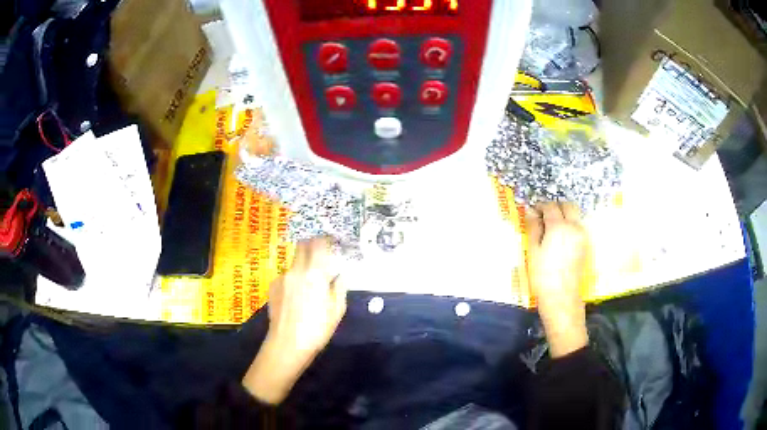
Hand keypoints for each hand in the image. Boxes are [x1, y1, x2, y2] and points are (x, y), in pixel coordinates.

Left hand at [242, 238, 347, 403]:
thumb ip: (339, 287)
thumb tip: (339, 275)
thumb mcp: (337, 310)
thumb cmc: (317, 329)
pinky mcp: (272, 286)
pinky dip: (293, 279)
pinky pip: (286, 275)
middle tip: (320, 254)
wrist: (287, 344)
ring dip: (302, 265)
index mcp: (315, 274)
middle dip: (312, 245)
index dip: (325, 239)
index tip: (331, 241)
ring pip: (294, 262)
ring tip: (308, 283)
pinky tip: (295, 296)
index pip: (319, 244)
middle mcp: (296, 270)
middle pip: (302, 245)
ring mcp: (282, 277)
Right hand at [526, 202, 589, 357]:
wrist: (561, 296)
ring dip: (564, 215)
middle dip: (556, 206)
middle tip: (544, 216)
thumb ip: (533, 227)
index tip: (532, 211)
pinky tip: (560, 238)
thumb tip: (531, 211)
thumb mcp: (533, 249)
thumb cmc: (542, 274)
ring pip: (575, 216)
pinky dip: (570, 226)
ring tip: (551, 228)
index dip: (540, 206)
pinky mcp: (585, 245)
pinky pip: (578, 227)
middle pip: (568, 205)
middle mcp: (574, 226)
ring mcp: (582, 235)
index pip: (550, 206)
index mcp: (559, 226)